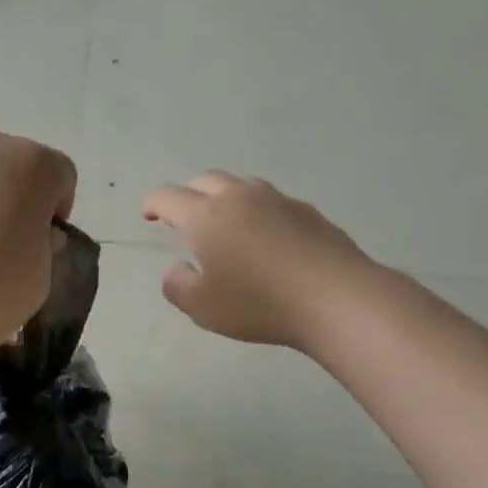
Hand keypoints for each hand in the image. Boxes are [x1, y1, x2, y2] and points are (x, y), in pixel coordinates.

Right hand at [142, 171, 373, 349]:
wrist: (337, 298)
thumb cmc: (259, 304)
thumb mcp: (202, 308)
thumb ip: (177, 285)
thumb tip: (176, 268)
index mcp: (205, 216)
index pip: (168, 197)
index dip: (153, 204)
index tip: (149, 216)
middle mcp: (238, 197)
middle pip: (205, 180)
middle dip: (189, 194)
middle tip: (186, 219)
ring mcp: (277, 200)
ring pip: (241, 185)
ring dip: (226, 198)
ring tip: (228, 224)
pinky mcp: (308, 211)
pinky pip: (272, 202)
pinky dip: (259, 212)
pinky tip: (268, 239)